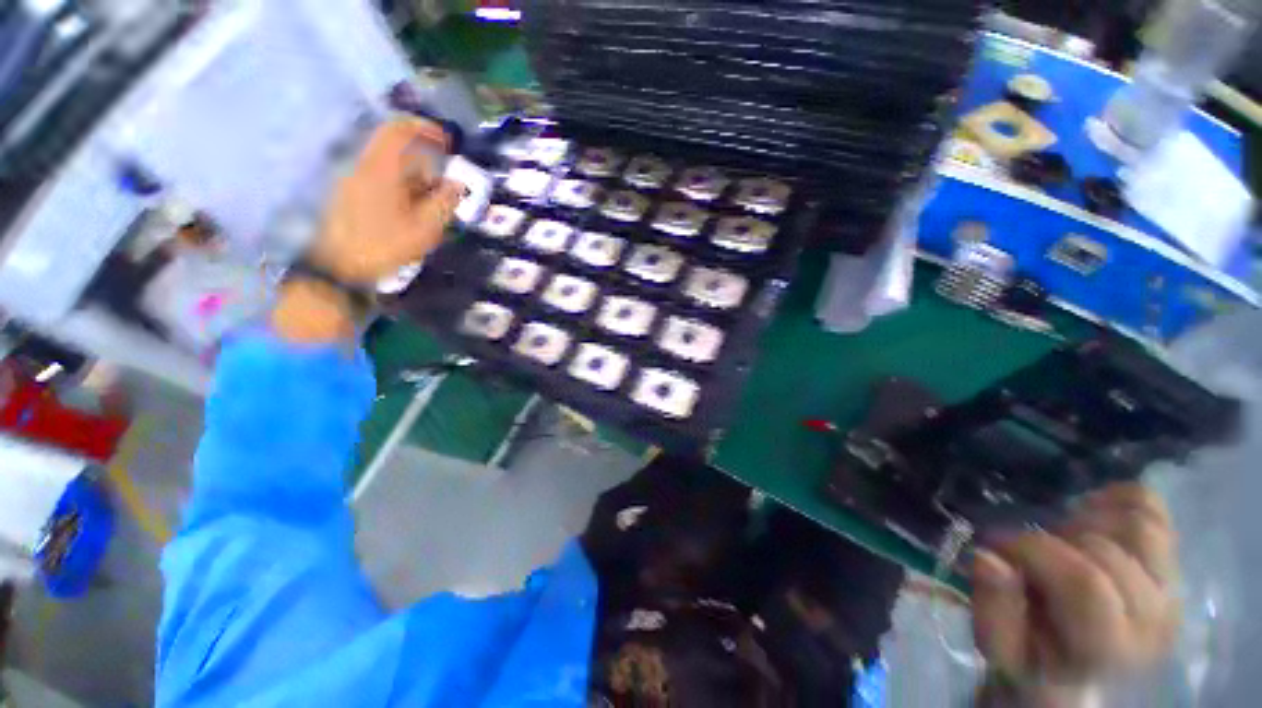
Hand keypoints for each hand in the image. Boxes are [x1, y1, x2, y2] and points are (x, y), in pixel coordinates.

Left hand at [311, 117, 464, 284]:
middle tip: (442, 189)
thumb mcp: (424, 228)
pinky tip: (410, 215)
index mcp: (381, 170)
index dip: (424, 128)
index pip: (399, 131)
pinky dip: (400, 190)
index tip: (446, 140)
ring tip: (429, 208)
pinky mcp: (350, 196)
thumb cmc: (384, 246)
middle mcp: (364, 168)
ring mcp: (354, 182)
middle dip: (424, 165)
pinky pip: (380, 181)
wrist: (339, 267)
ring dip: (413, 181)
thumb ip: (443, 203)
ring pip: (389, 169)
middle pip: (396, 152)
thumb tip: (457, 185)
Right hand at [971, 483, 1179, 702]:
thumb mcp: (1000, 647)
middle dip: (1052, 538)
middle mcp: (1155, 618)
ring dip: (1085, 521)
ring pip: (1137, 524)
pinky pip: (1152, 508)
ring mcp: (1171, 588)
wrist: (1083, 668)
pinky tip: (1088, 512)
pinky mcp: (1173, 562)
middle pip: (1105, 550)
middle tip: (1027, 549)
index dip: (1033, 551)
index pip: (1084, 582)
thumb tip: (988, 558)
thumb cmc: (1034, 658)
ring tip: (1059, 537)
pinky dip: (1116, 498)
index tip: (996, 546)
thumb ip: (994, 609)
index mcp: (1111, 648)